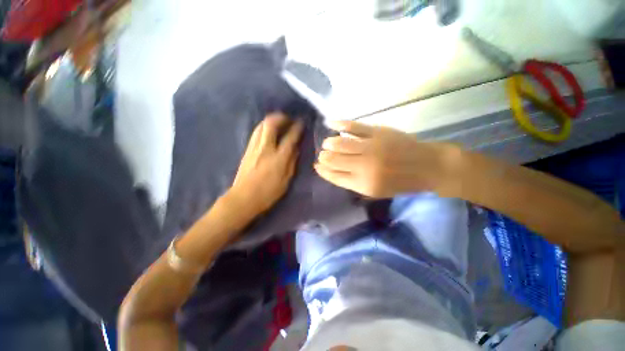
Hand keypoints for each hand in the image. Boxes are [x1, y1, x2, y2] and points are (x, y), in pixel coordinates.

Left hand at [228, 113, 303, 214]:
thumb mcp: (286, 180)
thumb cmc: (268, 193)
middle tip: (288, 119)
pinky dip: (264, 127)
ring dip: (271, 120)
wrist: (243, 198)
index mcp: (278, 158)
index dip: (297, 127)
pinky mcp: (247, 150)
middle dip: (281, 117)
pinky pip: (256, 132)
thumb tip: (296, 148)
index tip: (301, 122)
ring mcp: (254, 147)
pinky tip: (269, 131)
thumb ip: (292, 162)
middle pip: (271, 123)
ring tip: (279, 123)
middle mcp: (265, 148)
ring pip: (261, 125)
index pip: (289, 137)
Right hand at [314, 120, 457, 197]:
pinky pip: (354, 126)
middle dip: (324, 157)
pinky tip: (331, 123)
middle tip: (322, 155)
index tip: (317, 166)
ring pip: (339, 143)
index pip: (334, 176)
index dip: (323, 171)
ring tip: (327, 143)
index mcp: (364, 184)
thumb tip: (334, 172)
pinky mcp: (378, 132)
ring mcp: (371, 148)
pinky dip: (340, 124)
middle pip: (334, 160)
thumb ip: (354, 183)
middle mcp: (364, 167)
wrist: (428, 166)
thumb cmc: (401, 182)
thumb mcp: (377, 192)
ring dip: (329, 143)